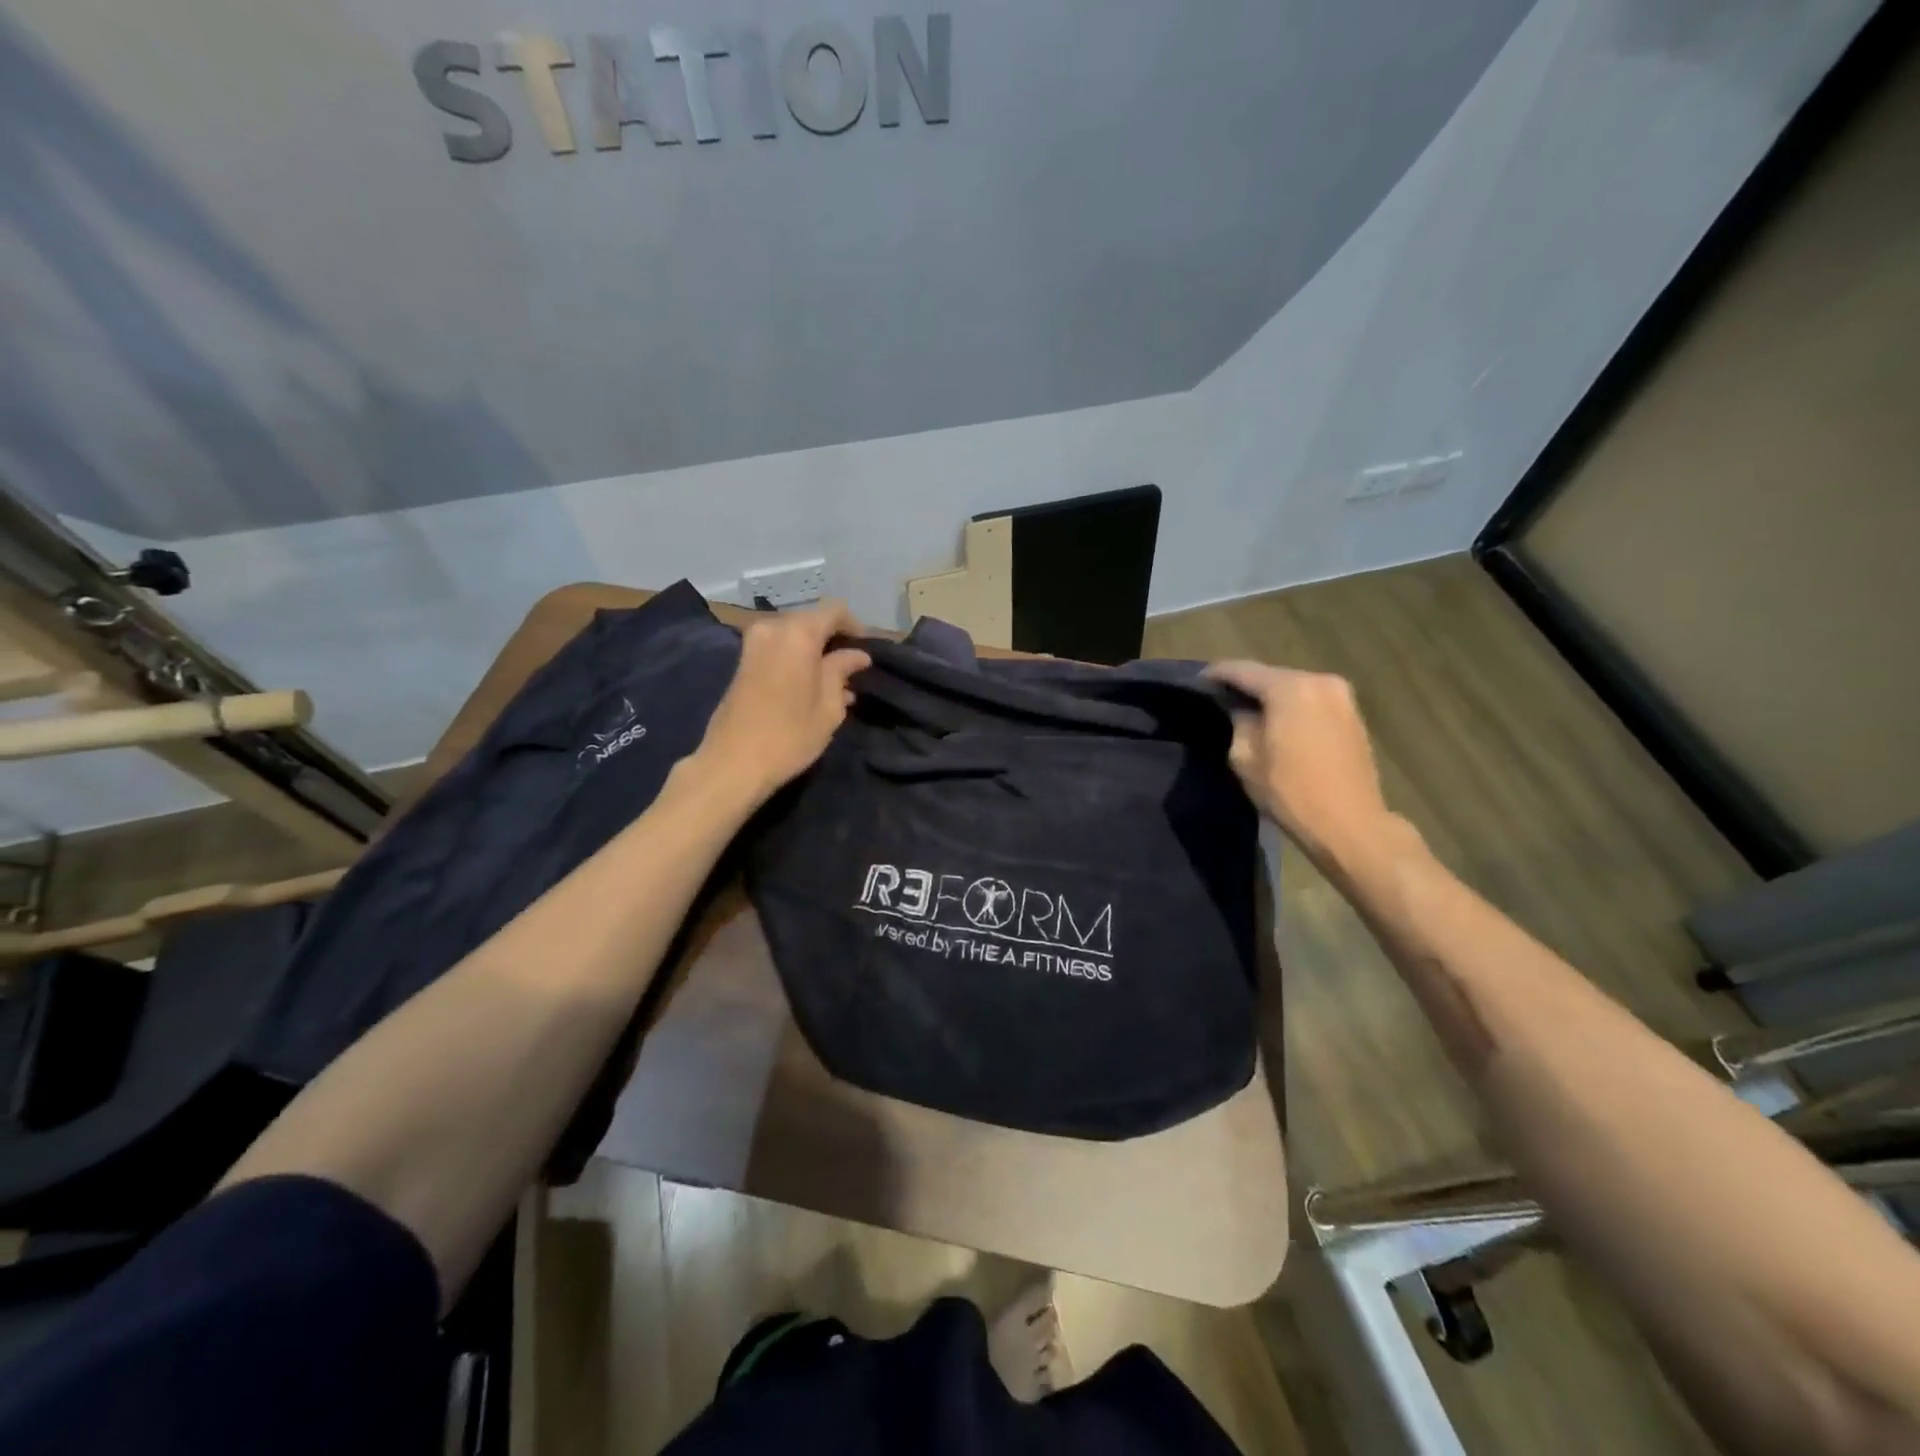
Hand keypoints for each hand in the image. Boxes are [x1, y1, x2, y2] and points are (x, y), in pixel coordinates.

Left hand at [696, 601, 870, 804]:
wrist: (733, 763)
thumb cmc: (790, 735)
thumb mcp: (829, 706)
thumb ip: (842, 671)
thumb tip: (856, 655)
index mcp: (798, 633)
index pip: (834, 610)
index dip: (855, 626)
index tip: (866, 651)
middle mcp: (772, 628)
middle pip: (811, 621)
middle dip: (834, 640)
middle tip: (852, 668)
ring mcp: (753, 644)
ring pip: (794, 636)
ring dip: (815, 652)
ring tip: (835, 683)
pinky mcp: (743, 662)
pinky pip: (778, 648)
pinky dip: (797, 659)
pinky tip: (812, 687)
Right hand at [1205, 660, 1394, 868]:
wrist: (1349, 824)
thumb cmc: (1290, 791)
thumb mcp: (1245, 757)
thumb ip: (1238, 722)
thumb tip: (1239, 709)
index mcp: (1290, 688)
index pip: (1243, 670)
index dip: (1217, 673)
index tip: (1197, 681)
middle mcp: (1320, 681)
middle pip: (1272, 676)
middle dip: (1246, 685)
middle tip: (1221, 698)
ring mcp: (1342, 697)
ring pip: (1294, 688)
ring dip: (1271, 697)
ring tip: (1248, 711)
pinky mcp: (1353, 715)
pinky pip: (1312, 701)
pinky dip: (1292, 707)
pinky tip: (1278, 723)